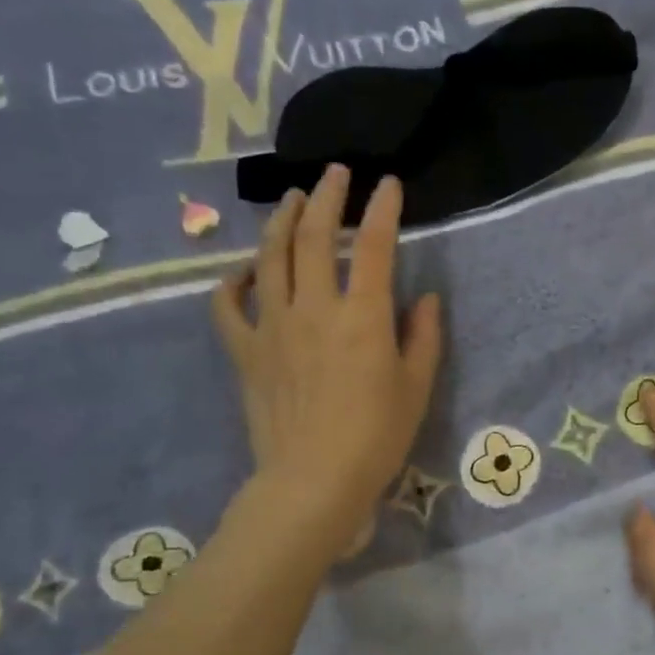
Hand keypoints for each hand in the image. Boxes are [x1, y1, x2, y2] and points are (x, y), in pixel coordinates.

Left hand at [212, 166, 441, 557]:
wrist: (313, 482)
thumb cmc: (376, 437)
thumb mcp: (417, 387)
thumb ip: (424, 337)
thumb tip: (426, 299)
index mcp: (364, 316)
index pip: (375, 246)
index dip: (384, 209)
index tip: (389, 184)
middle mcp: (315, 308)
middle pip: (316, 236)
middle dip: (328, 197)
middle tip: (335, 173)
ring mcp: (273, 326)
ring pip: (270, 258)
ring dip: (281, 221)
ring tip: (291, 199)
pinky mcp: (246, 351)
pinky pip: (228, 306)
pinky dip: (233, 282)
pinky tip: (244, 271)